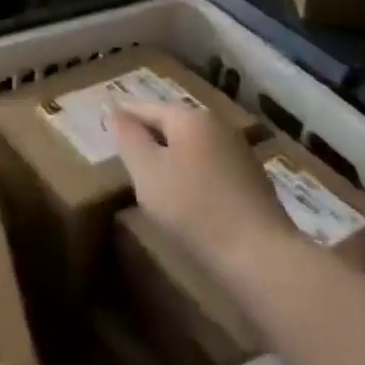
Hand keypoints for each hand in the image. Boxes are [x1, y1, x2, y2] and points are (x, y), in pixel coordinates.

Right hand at [111, 102, 297, 273]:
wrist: (259, 256)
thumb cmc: (193, 208)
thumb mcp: (146, 171)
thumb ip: (128, 138)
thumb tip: (117, 112)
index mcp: (190, 118)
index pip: (146, 108)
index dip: (123, 117)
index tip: (104, 126)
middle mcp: (217, 126)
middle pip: (172, 124)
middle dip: (148, 136)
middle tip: (124, 154)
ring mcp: (239, 153)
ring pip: (192, 147)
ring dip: (170, 157)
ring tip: (150, 178)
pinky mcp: (252, 181)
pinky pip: (209, 167)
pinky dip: (191, 174)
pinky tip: (185, 197)